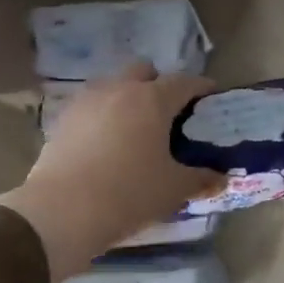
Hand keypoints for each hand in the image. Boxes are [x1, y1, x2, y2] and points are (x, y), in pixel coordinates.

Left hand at [0, 63, 222, 282]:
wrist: (62, 211)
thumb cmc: (130, 193)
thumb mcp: (174, 189)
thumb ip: (201, 178)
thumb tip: (222, 178)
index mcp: (152, 100)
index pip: (184, 82)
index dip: (201, 88)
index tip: (210, 99)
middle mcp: (119, 90)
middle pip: (143, 70)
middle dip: (158, 84)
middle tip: (169, 113)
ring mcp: (86, 102)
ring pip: (112, 85)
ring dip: (127, 97)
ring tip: (136, 129)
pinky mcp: (62, 120)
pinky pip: (90, 107)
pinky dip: (103, 116)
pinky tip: (107, 143)